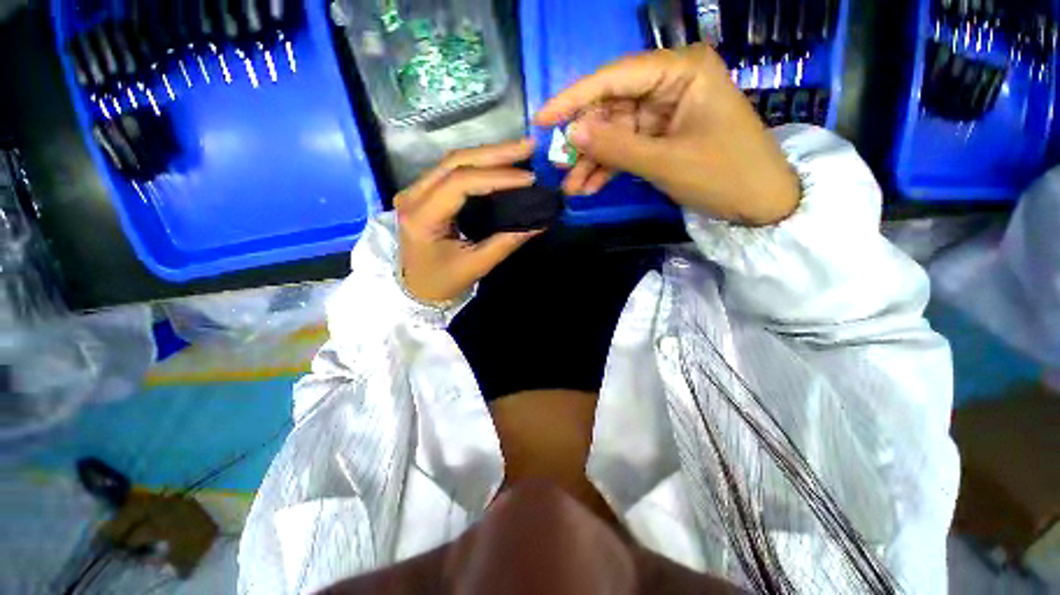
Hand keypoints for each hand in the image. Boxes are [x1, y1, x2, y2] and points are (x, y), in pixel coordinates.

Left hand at [396, 139, 541, 304]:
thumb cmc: (442, 281)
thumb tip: (539, 222)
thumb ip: (506, 242)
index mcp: (421, 217)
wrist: (415, 289)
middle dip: (495, 153)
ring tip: (520, 151)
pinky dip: (480, 165)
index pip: (459, 183)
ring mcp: (415, 190)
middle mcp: (413, 195)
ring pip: (454, 161)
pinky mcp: (423, 191)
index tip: (529, 179)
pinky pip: (453, 170)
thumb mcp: (476, 266)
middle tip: (529, 147)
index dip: (496, 177)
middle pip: (455, 162)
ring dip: (489, 155)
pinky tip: (500, 163)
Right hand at [535, 44, 799, 225]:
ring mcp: (664, 113)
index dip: (574, 98)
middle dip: (585, 141)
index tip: (543, 119)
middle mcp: (669, 84)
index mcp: (680, 71)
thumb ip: (616, 146)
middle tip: (558, 166)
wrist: (759, 203)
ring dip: (592, 161)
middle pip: (612, 107)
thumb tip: (571, 133)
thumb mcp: (665, 162)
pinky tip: (589, 187)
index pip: (615, 77)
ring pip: (615, 132)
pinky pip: (626, 149)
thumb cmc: (723, 174)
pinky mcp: (661, 137)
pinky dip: (608, 168)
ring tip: (571, 187)